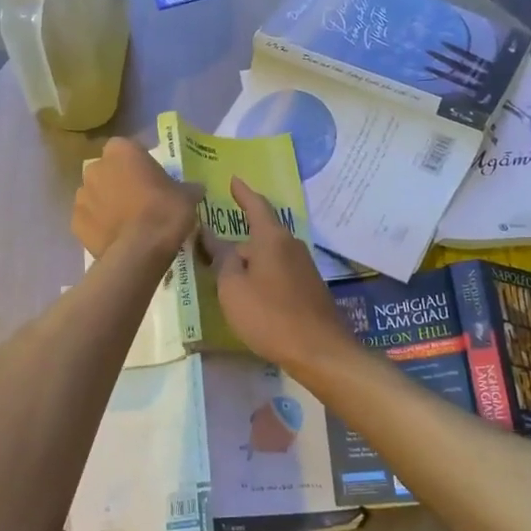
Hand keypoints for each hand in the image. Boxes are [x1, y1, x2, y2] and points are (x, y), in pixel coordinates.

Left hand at [72, 136, 202, 261]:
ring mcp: (82, 195)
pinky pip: (89, 219)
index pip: (128, 149)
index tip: (152, 179)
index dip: (140, 163)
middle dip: (120, 181)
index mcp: (121, 151)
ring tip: (127, 222)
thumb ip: (187, 188)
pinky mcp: (75, 222)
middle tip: (140, 200)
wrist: (139, 251)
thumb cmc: (164, 212)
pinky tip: (115, 237)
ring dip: (107, 203)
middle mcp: (96, 167)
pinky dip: (99, 225)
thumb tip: (195, 189)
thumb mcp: (187, 196)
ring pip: (96, 194)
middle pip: (108, 170)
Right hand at [204, 178, 353, 371]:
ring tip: (226, 273)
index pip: (256, 205)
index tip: (233, 180)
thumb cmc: (269, 316)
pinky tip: (249, 293)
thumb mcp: (233, 288)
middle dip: (238, 239)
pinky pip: (278, 271)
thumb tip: (216, 239)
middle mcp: (291, 245)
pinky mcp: (308, 287)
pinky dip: (261, 274)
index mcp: (272, 238)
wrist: (319, 351)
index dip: (243, 193)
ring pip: (269, 255)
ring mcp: (303, 267)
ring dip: (249, 260)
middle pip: (260, 234)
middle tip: (211, 247)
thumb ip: (223, 259)